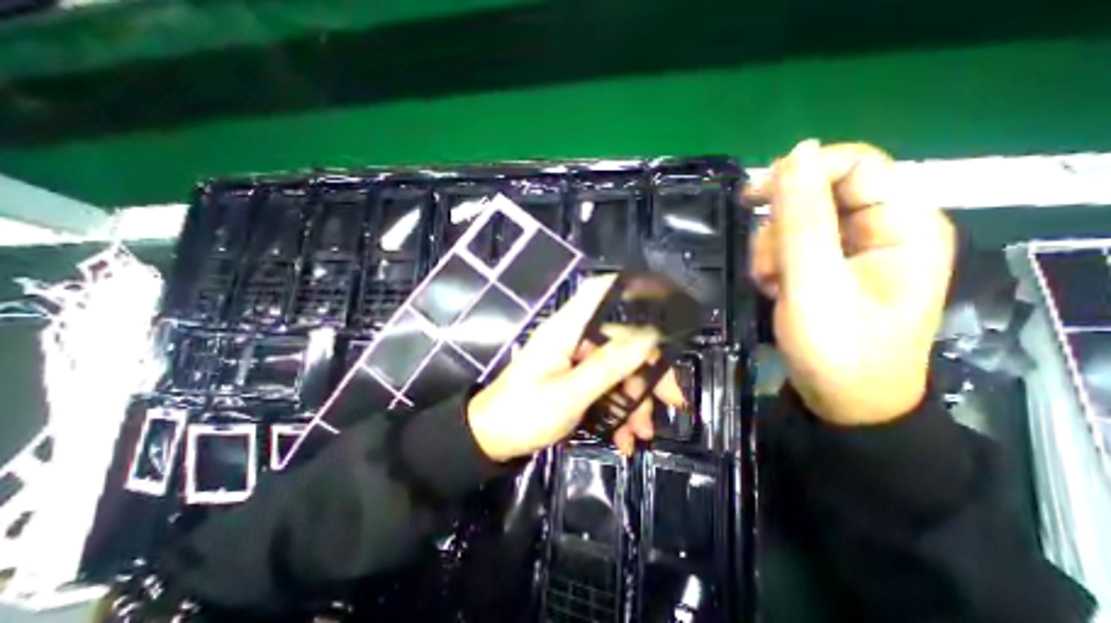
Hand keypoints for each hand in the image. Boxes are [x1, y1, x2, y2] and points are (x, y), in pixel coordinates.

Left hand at [465, 275, 686, 460]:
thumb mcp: (569, 395)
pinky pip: (606, 386)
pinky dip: (618, 410)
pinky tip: (624, 438)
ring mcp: (575, 360)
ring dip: (635, 401)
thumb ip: (608, 367)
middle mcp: (573, 339)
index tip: (665, 299)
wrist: (492, 440)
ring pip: (618, 369)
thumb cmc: (524, 414)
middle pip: (621, 340)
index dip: (629, 287)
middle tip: (673, 401)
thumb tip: (648, 340)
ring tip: (641, 434)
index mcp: (566, 331)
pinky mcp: (575, 378)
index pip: (598, 292)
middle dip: (649, 372)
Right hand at [745, 140, 954, 428]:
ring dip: (772, 251)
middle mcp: (881, 229)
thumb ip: (802, 218)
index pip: (855, 164)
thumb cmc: (838, 347)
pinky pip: (792, 247)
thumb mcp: (813, 281)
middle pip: (818, 196)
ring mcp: (853, 250)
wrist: (843, 400)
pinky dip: (774, 265)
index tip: (753, 197)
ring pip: (797, 224)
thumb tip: (795, 152)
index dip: (802, 171)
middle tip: (766, 265)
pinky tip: (774, 289)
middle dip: (780, 228)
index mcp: (901, 223)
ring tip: (771, 285)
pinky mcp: (829, 268)